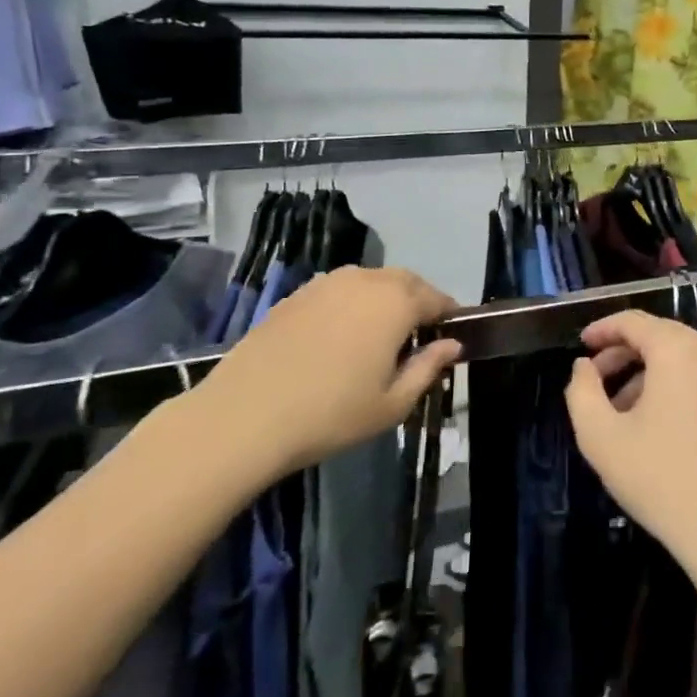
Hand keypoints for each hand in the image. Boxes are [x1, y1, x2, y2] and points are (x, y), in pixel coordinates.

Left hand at [200, 267, 462, 485]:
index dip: (449, 315)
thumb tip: (451, 345)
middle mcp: (366, 280)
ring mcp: (327, 283)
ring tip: (379, 334)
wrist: (245, 416)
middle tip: (419, 334)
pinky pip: (338, 290)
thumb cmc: (331, 414)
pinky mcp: (296, 295)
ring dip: (384, 299)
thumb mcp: (393, 403)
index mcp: (396, 302)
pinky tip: (340, 336)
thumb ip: (428, 368)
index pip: (436, 298)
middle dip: (418, 301)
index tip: (451, 335)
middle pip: (405, 281)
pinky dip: (351, 304)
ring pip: (370, 281)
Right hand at [565, 312, 696, 580]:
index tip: (580, 345)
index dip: (602, 329)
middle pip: (658, 336)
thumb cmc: (660, 477)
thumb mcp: (600, 436)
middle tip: (594, 380)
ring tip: (619, 408)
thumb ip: (581, 391)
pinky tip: (654, 422)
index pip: (633, 321)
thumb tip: (583, 366)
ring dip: (646, 372)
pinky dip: (673, 385)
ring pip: (680, 357)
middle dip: (622, 353)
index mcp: (678, 349)